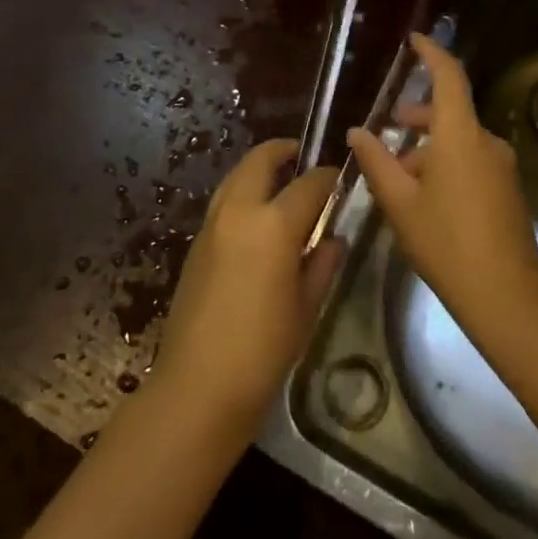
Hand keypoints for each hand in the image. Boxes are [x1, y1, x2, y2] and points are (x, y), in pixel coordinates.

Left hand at [153, 139, 345, 430]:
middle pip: (260, 160)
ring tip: (280, 182)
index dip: (328, 176)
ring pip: (236, 176)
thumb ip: (322, 264)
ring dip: (258, 169)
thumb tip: (333, 239)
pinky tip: (257, 218)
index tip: (341, 178)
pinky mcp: (196, 242)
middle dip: (284, 152)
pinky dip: (242, 193)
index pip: (309, 183)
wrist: (198, 386)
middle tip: (303, 158)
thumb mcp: (306, 308)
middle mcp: (239, 211)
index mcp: (273, 224)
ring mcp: (212, 224)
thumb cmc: (263, 350)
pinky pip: (223, 201)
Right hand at [348, 35, 537, 343]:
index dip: (432, 53)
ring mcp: (503, 167)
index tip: (415, 40)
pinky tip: (427, 198)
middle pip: (450, 112)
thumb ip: (377, 161)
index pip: (449, 77)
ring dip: (429, 148)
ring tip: (399, 176)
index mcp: (461, 136)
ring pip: (459, 141)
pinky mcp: (509, 190)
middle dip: (418, 117)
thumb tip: (357, 132)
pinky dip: (447, 165)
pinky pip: (473, 161)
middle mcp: (487, 142)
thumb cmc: (445, 242)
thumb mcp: (399, 202)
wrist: (505, 297)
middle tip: (390, 127)